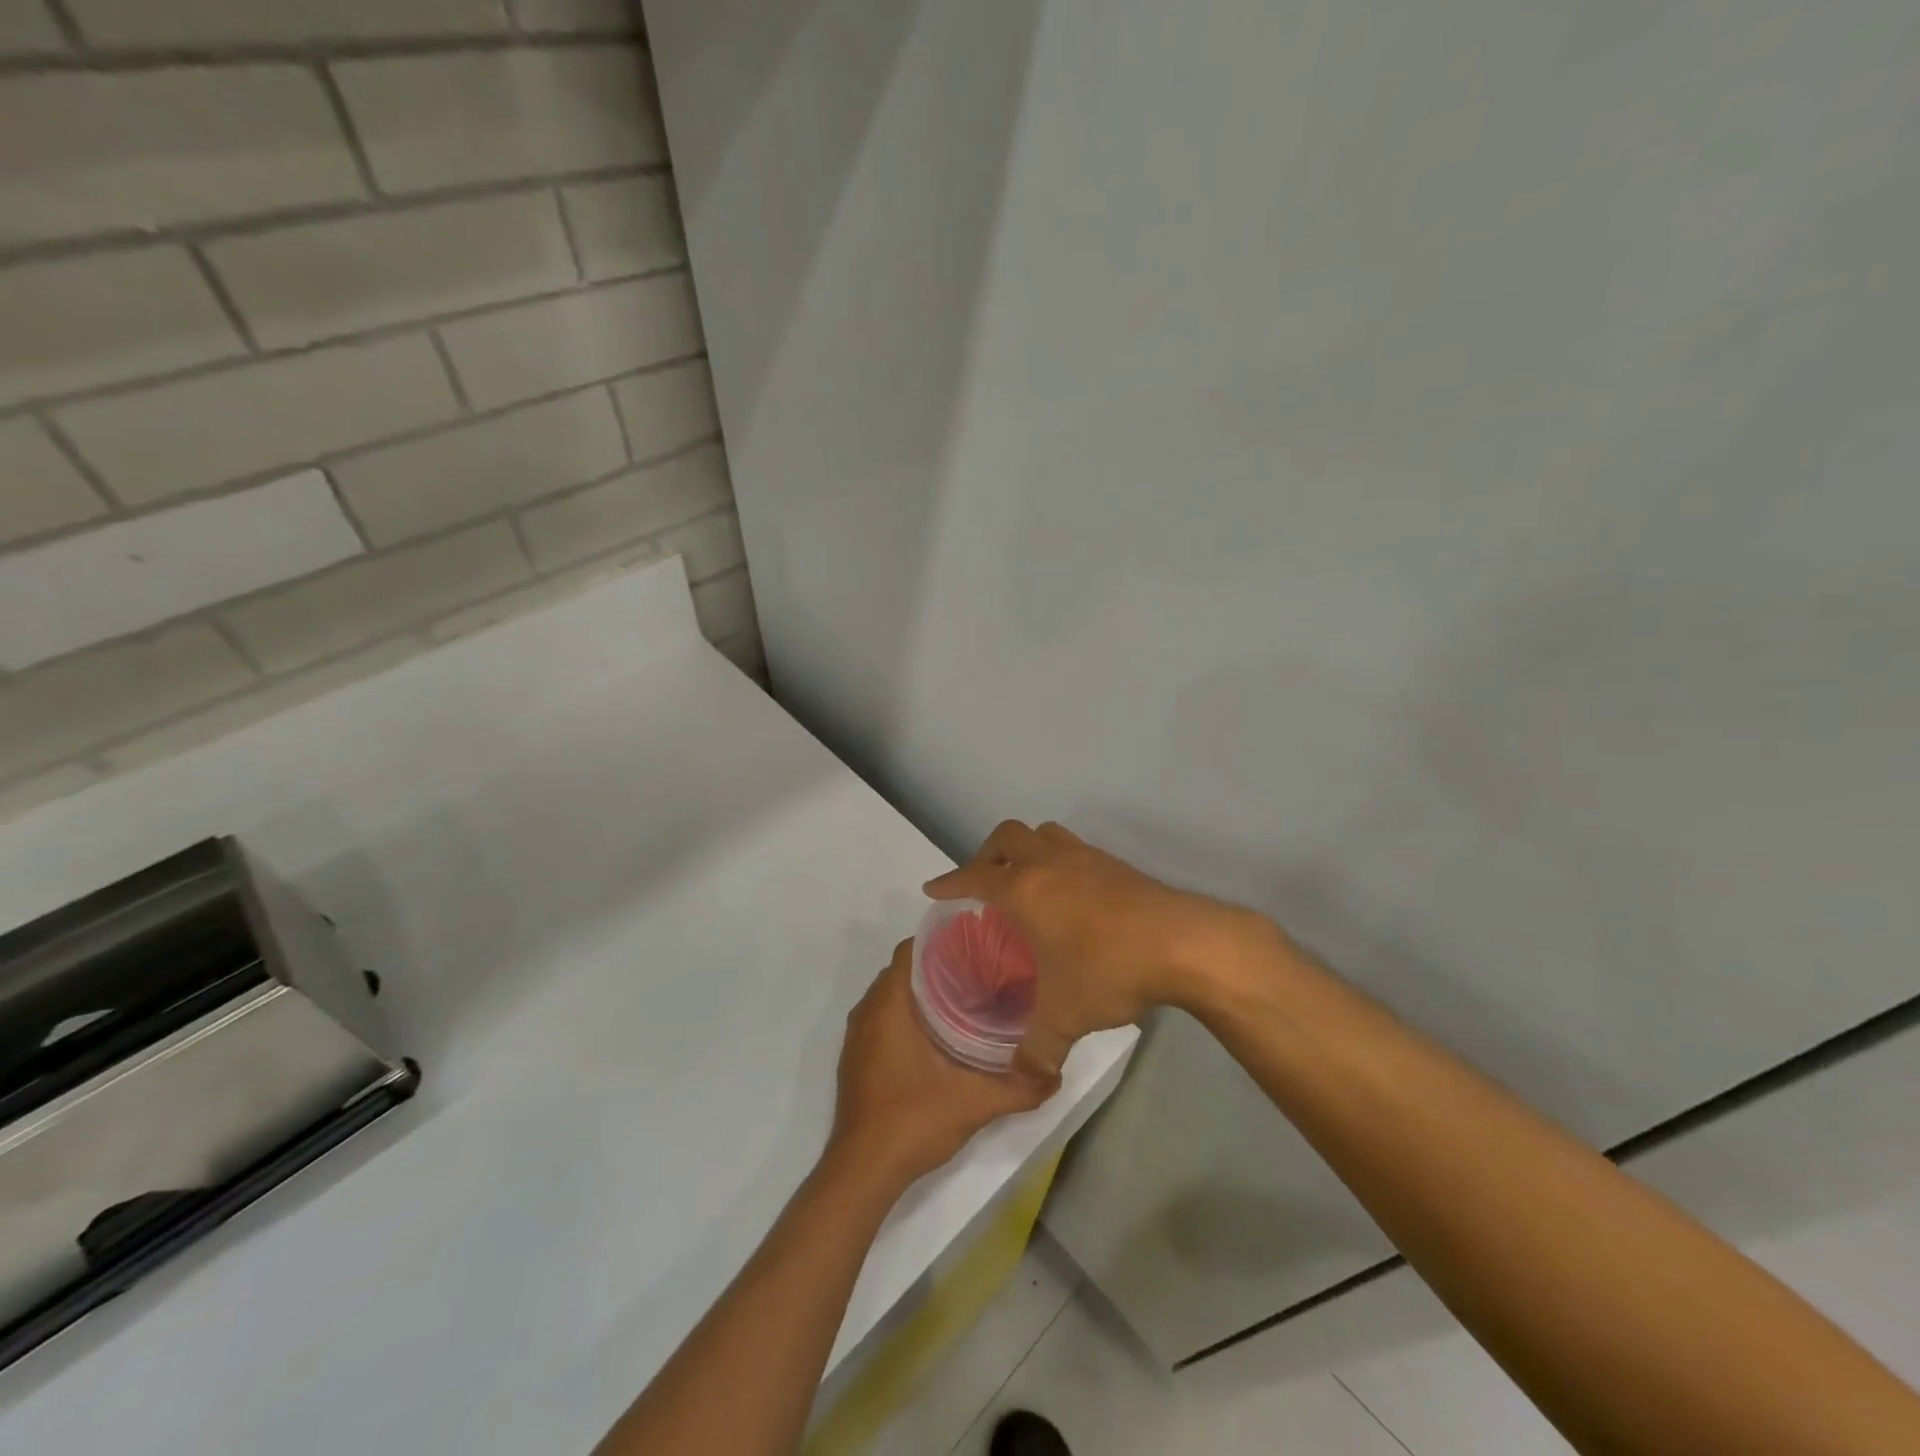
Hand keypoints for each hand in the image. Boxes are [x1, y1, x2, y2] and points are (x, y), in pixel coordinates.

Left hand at [827, 939, 1052, 1189]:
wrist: (862, 1171)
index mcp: (889, 1004)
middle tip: (980, 971)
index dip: (941, 941)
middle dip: (938, 965)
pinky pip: (881, 1017)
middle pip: (903, 969)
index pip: (911, 949)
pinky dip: (905, 1014)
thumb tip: (1056, 1075)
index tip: (975, 945)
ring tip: (965, 998)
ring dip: (921, 991)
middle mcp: (867, 1011)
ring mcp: (857, 1036)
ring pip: (891, 995)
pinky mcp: (856, 1058)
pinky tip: (938, 1034)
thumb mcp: (974, 1103)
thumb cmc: (913, 1121)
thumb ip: (1018, 1088)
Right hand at [925, 820, 1279, 1085]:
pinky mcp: (1116, 865)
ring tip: (1027, 882)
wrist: (1183, 943)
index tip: (933, 888)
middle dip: (987, 854)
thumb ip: (1038, 1050)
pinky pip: (1075, 850)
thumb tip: (1025, 1079)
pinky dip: (1060, 862)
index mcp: (1025, 890)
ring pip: (1045, 834)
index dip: (951, 881)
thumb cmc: (1109, 969)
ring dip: (1027, 850)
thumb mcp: (1066, 1017)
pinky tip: (1071, 897)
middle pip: (1008, 836)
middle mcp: (1050, 864)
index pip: (976, 876)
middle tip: (984, 882)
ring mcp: (1086, 858)